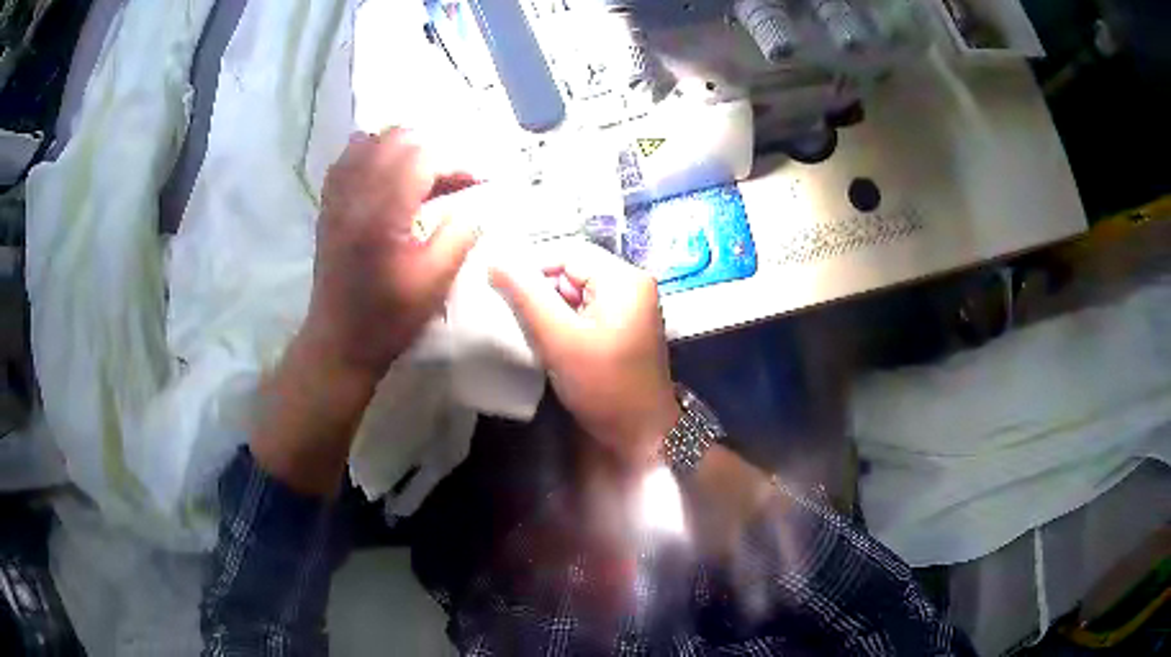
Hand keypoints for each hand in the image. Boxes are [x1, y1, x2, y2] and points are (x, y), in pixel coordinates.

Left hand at [299, 128, 478, 385]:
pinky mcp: (328, 205)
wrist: (340, 340)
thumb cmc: (389, 316)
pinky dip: (372, 155)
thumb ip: (461, 233)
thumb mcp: (436, 280)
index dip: (456, 163)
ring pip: (369, 141)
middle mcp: (356, 195)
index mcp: (383, 213)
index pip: (423, 157)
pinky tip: (387, 176)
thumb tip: (480, 201)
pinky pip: (347, 159)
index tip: (476, 183)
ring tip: (422, 174)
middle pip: (395, 138)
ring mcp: (337, 197)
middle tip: (451, 179)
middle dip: (431, 149)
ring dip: (402, 148)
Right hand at [490, 243, 678, 469]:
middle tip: (515, 315)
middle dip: (541, 289)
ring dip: (550, 306)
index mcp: (624, 278)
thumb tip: (495, 261)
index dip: (530, 266)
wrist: (641, 433)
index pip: (567, 251)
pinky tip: (550, 338)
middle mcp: (632, 282)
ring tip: (531, 329)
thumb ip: (526, 297)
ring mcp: (631, 303)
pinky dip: (565, 319)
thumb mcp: (559, 339)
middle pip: (573, 268)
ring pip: (576, 289)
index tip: (501, 290)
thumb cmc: (603, 387)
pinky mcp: (624, 323)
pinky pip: (586, 307)